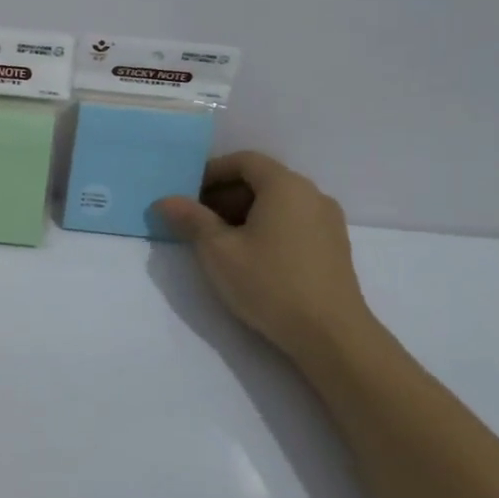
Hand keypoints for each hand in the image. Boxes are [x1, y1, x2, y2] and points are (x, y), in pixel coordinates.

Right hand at [156, 152, 381, 364]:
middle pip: (262, 180)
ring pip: (278, 202)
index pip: (244, 160)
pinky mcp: (334, 247)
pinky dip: (267, 226)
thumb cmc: (270, 284)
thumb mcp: (218, 251)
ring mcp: (328, 221)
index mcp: (286, 185)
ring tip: (219, 241)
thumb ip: (191, 219)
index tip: (188, 193)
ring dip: (245, 212)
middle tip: (197, 220)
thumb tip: (165, 201)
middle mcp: (312, 194)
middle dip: (225, 194)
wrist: (332, 337)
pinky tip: (251, 256)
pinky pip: (293, 221)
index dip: (212, 172)